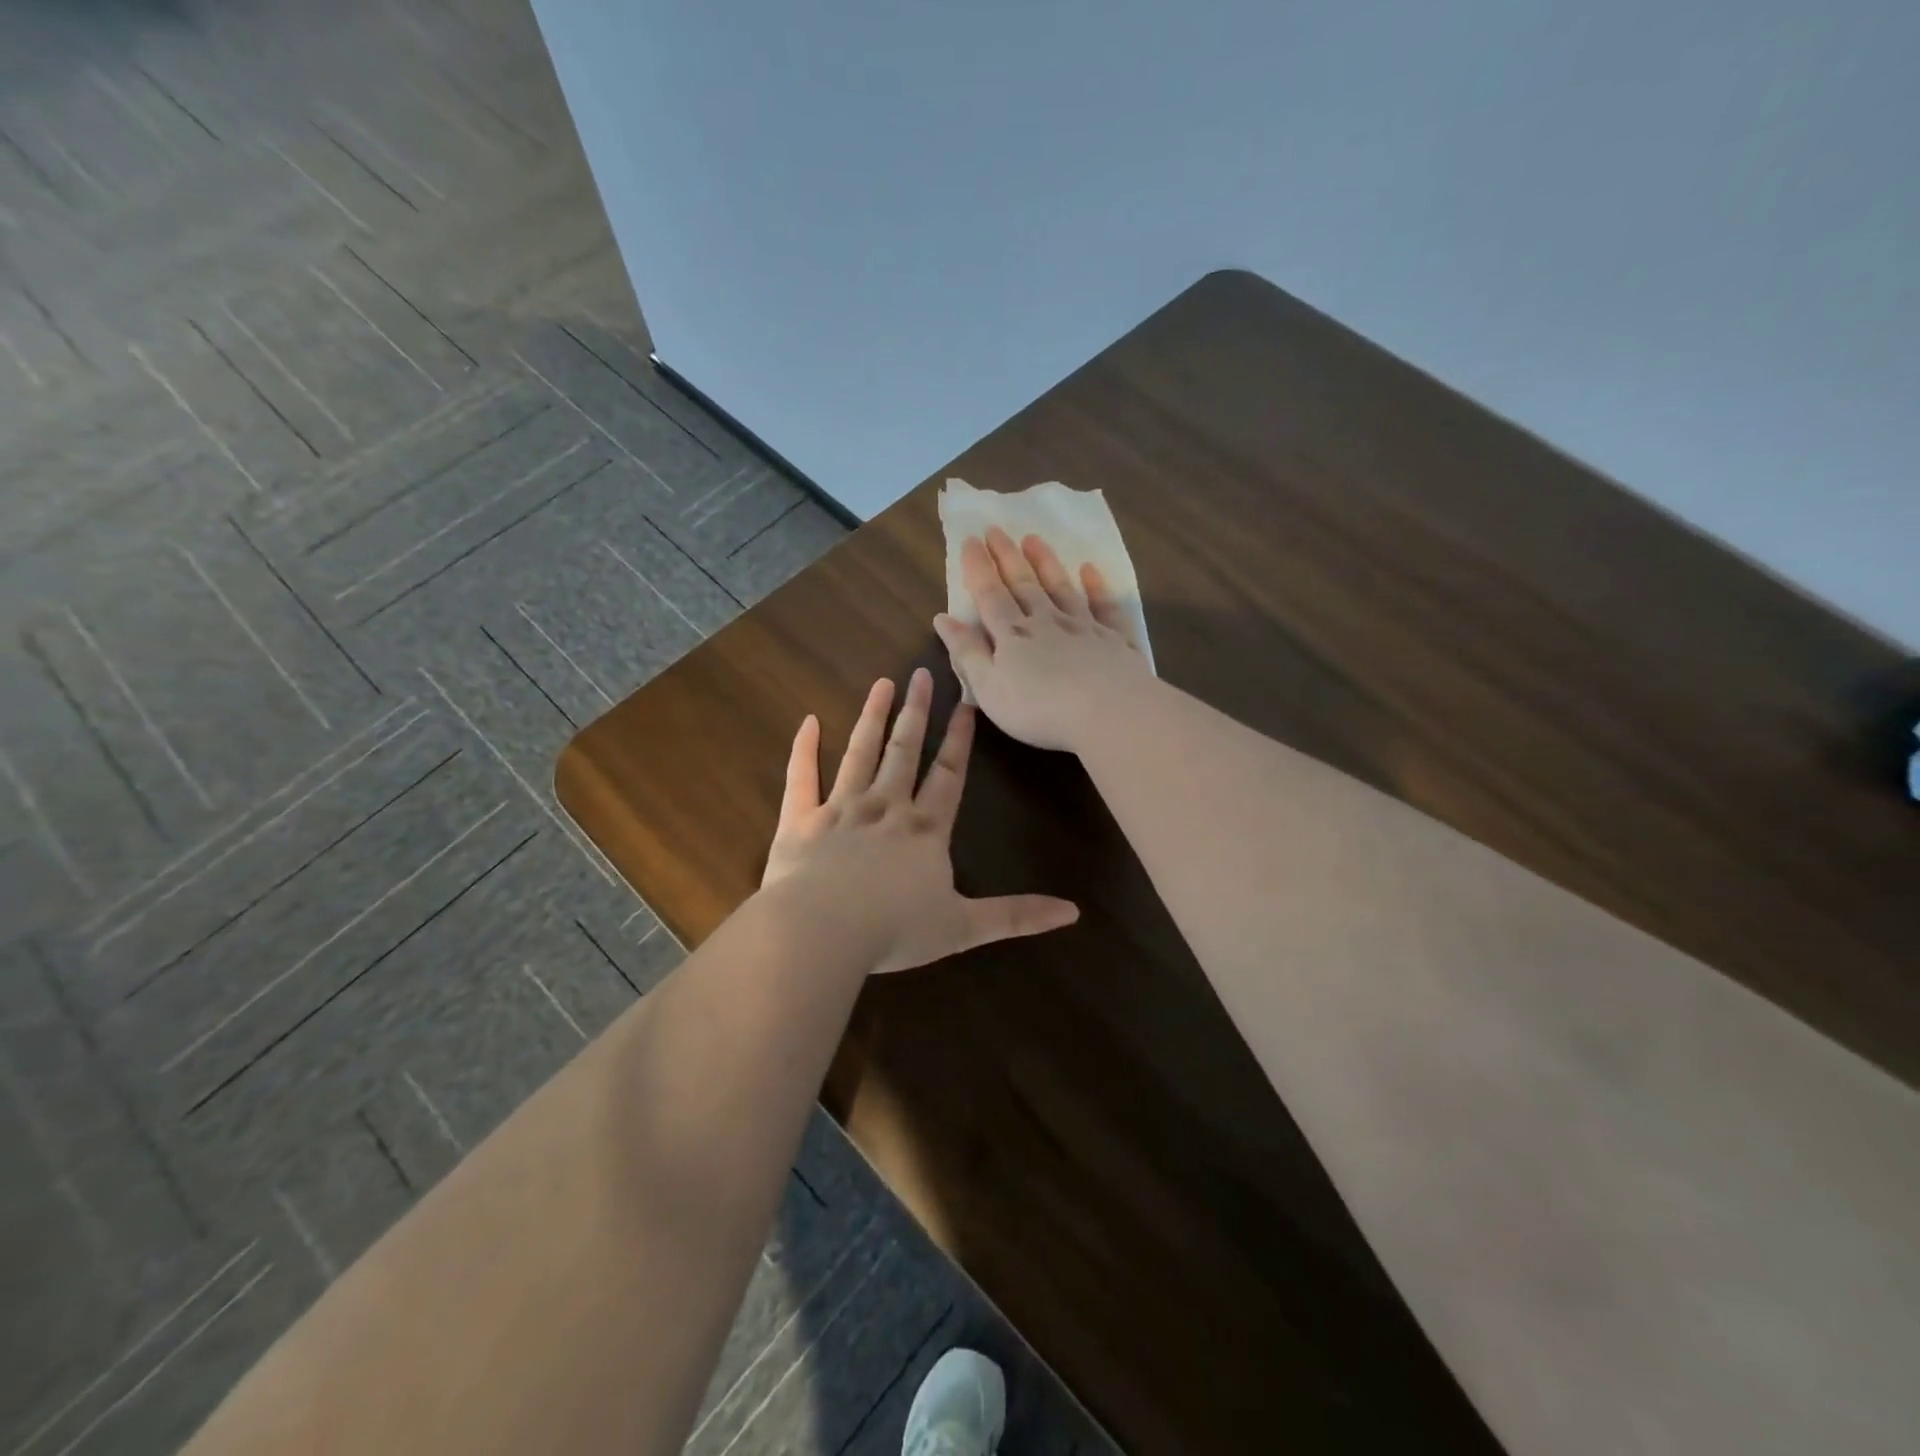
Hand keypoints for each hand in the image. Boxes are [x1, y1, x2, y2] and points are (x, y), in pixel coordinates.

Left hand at [760, 667, 1078, 974]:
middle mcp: (885, 808)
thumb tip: (1073, 912)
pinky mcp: (801, 821)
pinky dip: (804, 749)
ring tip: (882, 684)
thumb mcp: (964, 927)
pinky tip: (808, 721)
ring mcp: (841, 809)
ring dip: (872, 717)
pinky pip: (801, 778)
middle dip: (916, 712)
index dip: (959, 739)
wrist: (820, 933)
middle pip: (904, 751)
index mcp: (925, 830)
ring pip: (860, 753)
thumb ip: (1016, 916)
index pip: (948, 774)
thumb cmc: (894, 930)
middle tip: (921, 673)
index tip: (966, 703)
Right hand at [933, 527, 1150, 753]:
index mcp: (1012, 635)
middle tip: (996, 529)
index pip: (990, 595)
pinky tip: (1091, 570)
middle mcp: (1047, 622)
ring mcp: (1084, 627)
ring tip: (1034, 538)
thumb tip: (943, 618)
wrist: (1107, 712)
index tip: (970, 540)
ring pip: (1061, 588)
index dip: (978, 568)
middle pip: (1024, 584)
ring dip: (1046, 563)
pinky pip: (1104, 606)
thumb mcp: (989, 688)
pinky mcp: (1115, 639)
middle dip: (1007, 557)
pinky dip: (1097, 586)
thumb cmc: (1038, 709)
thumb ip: (967, 653)